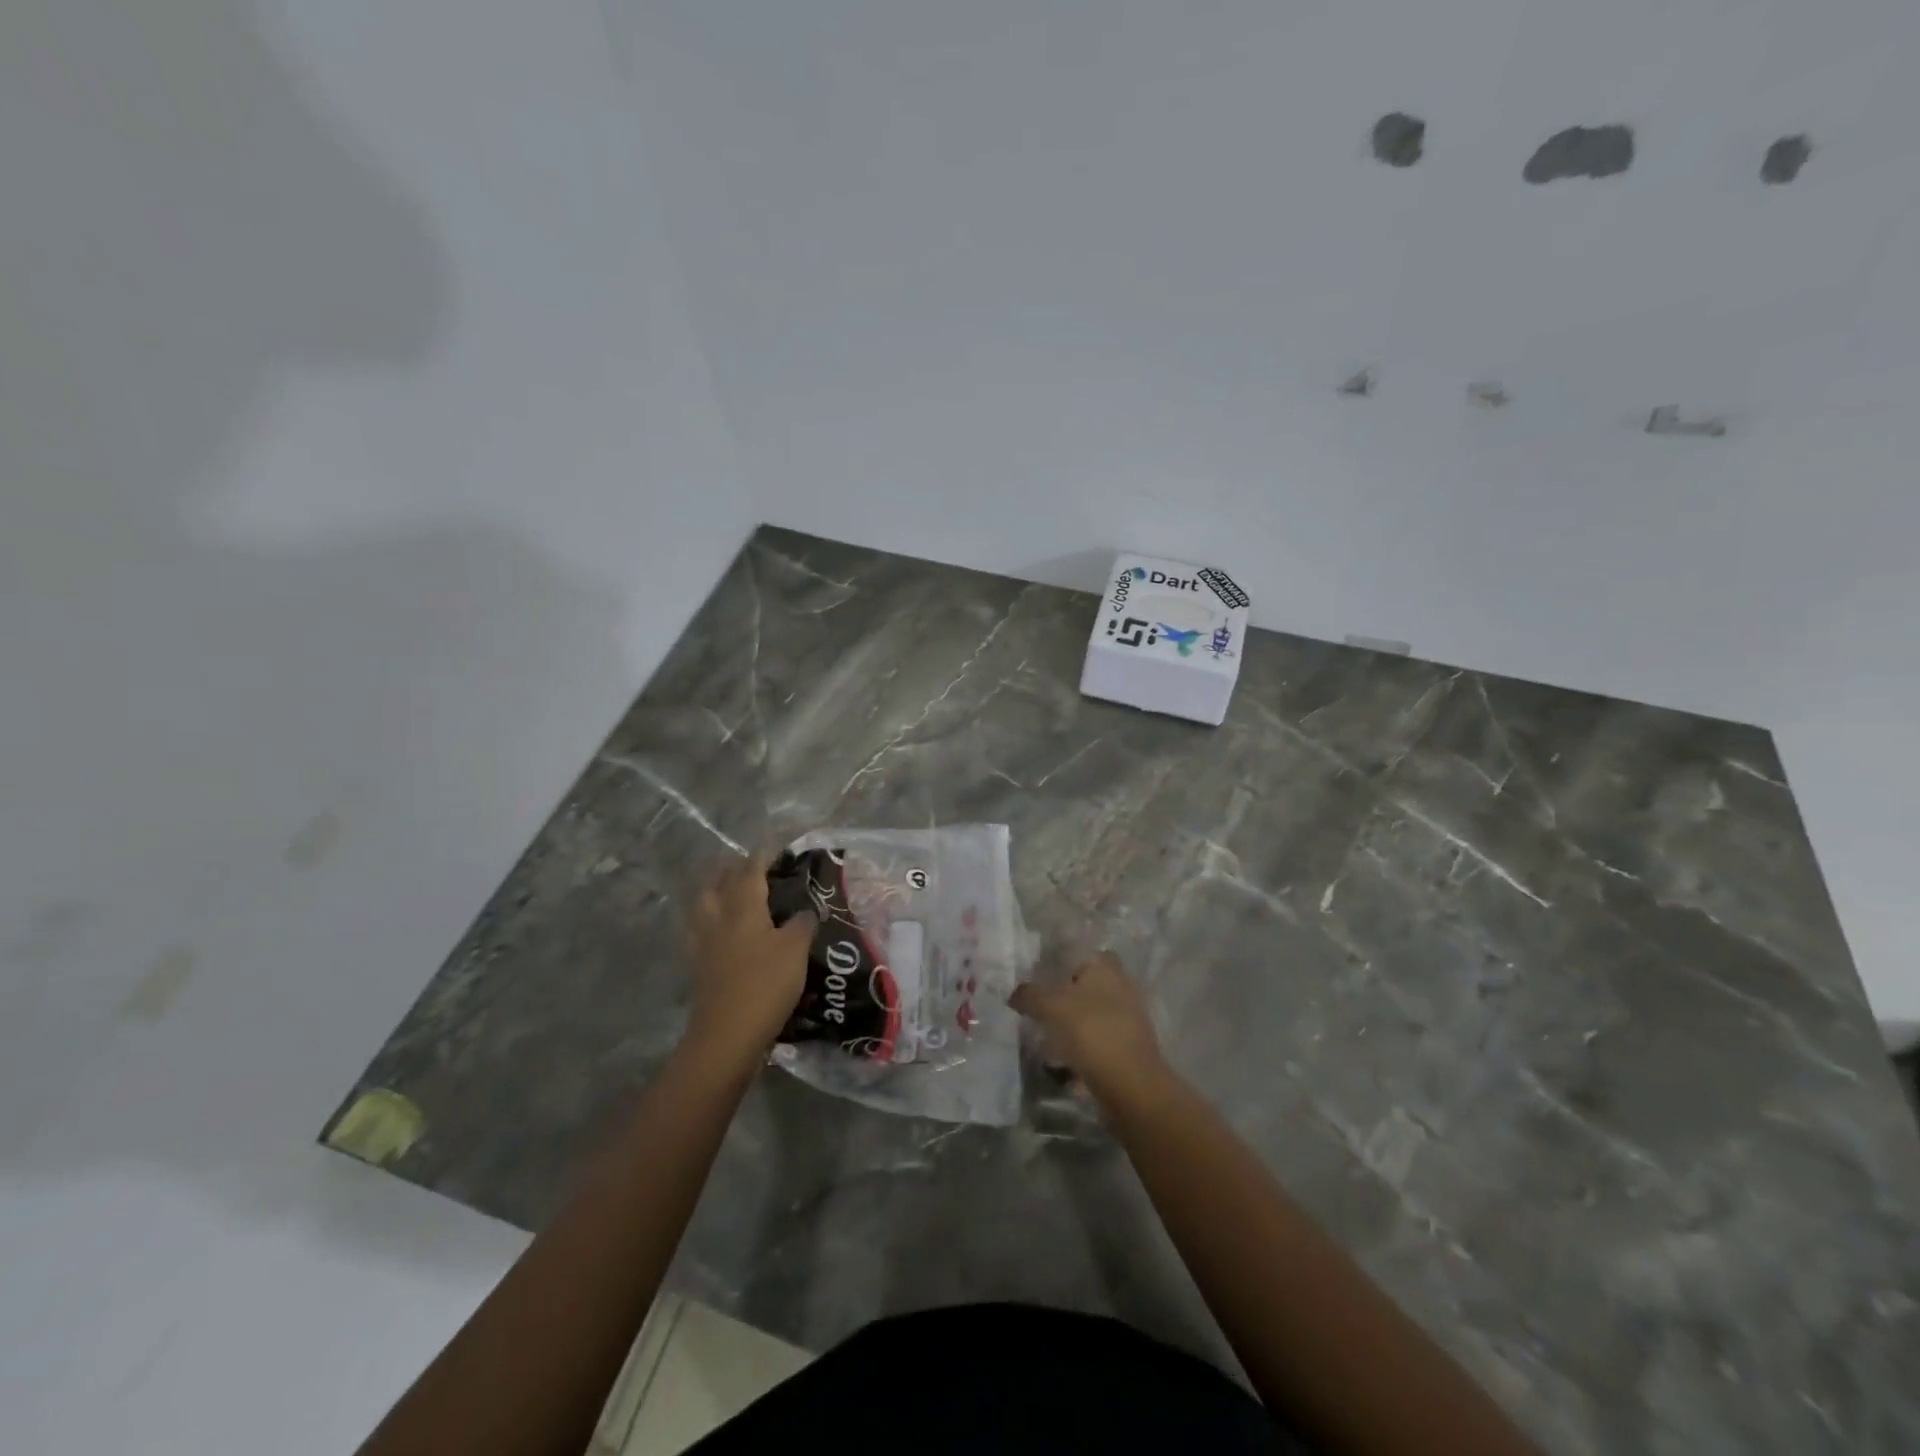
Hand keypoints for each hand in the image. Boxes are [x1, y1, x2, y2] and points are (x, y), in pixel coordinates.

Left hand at [683, 854, 815, 1077]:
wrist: (726, 1035)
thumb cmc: (765, 985)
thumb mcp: (796, 951)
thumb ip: (801, 924)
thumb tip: (804, 911)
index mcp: (743, 908)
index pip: (750, 871)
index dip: (762, 856)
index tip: (774, 846)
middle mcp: (719, 919)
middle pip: (720, 883)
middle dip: (733, 869)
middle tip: (751, 865)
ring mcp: (703, 943)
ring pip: (703, 905)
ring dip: (713, 891)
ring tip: (727, 889)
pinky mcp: (698, 967)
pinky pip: (699, 930)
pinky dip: (707, 920)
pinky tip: (717, 928)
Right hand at [1009, 951, 1170, 1106]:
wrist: (1130, 1084)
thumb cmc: (1091, 1031)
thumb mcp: (1050, 1006)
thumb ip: (1029, 994)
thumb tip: (1015, 993)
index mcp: (1104, 967)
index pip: (1078, 950)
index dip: (1055, 960)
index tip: (1033, 975)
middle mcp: (1119, 985)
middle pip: (1084, 982)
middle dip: (1061, 993)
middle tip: (1036, 1004)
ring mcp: (1126, 1016)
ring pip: (1089, 1011)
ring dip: (1068, 1021)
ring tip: (1042, 1034)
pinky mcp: (1125, 1045)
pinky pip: (1095, 1037)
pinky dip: (1078, 1044)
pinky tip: (1059, 1057)